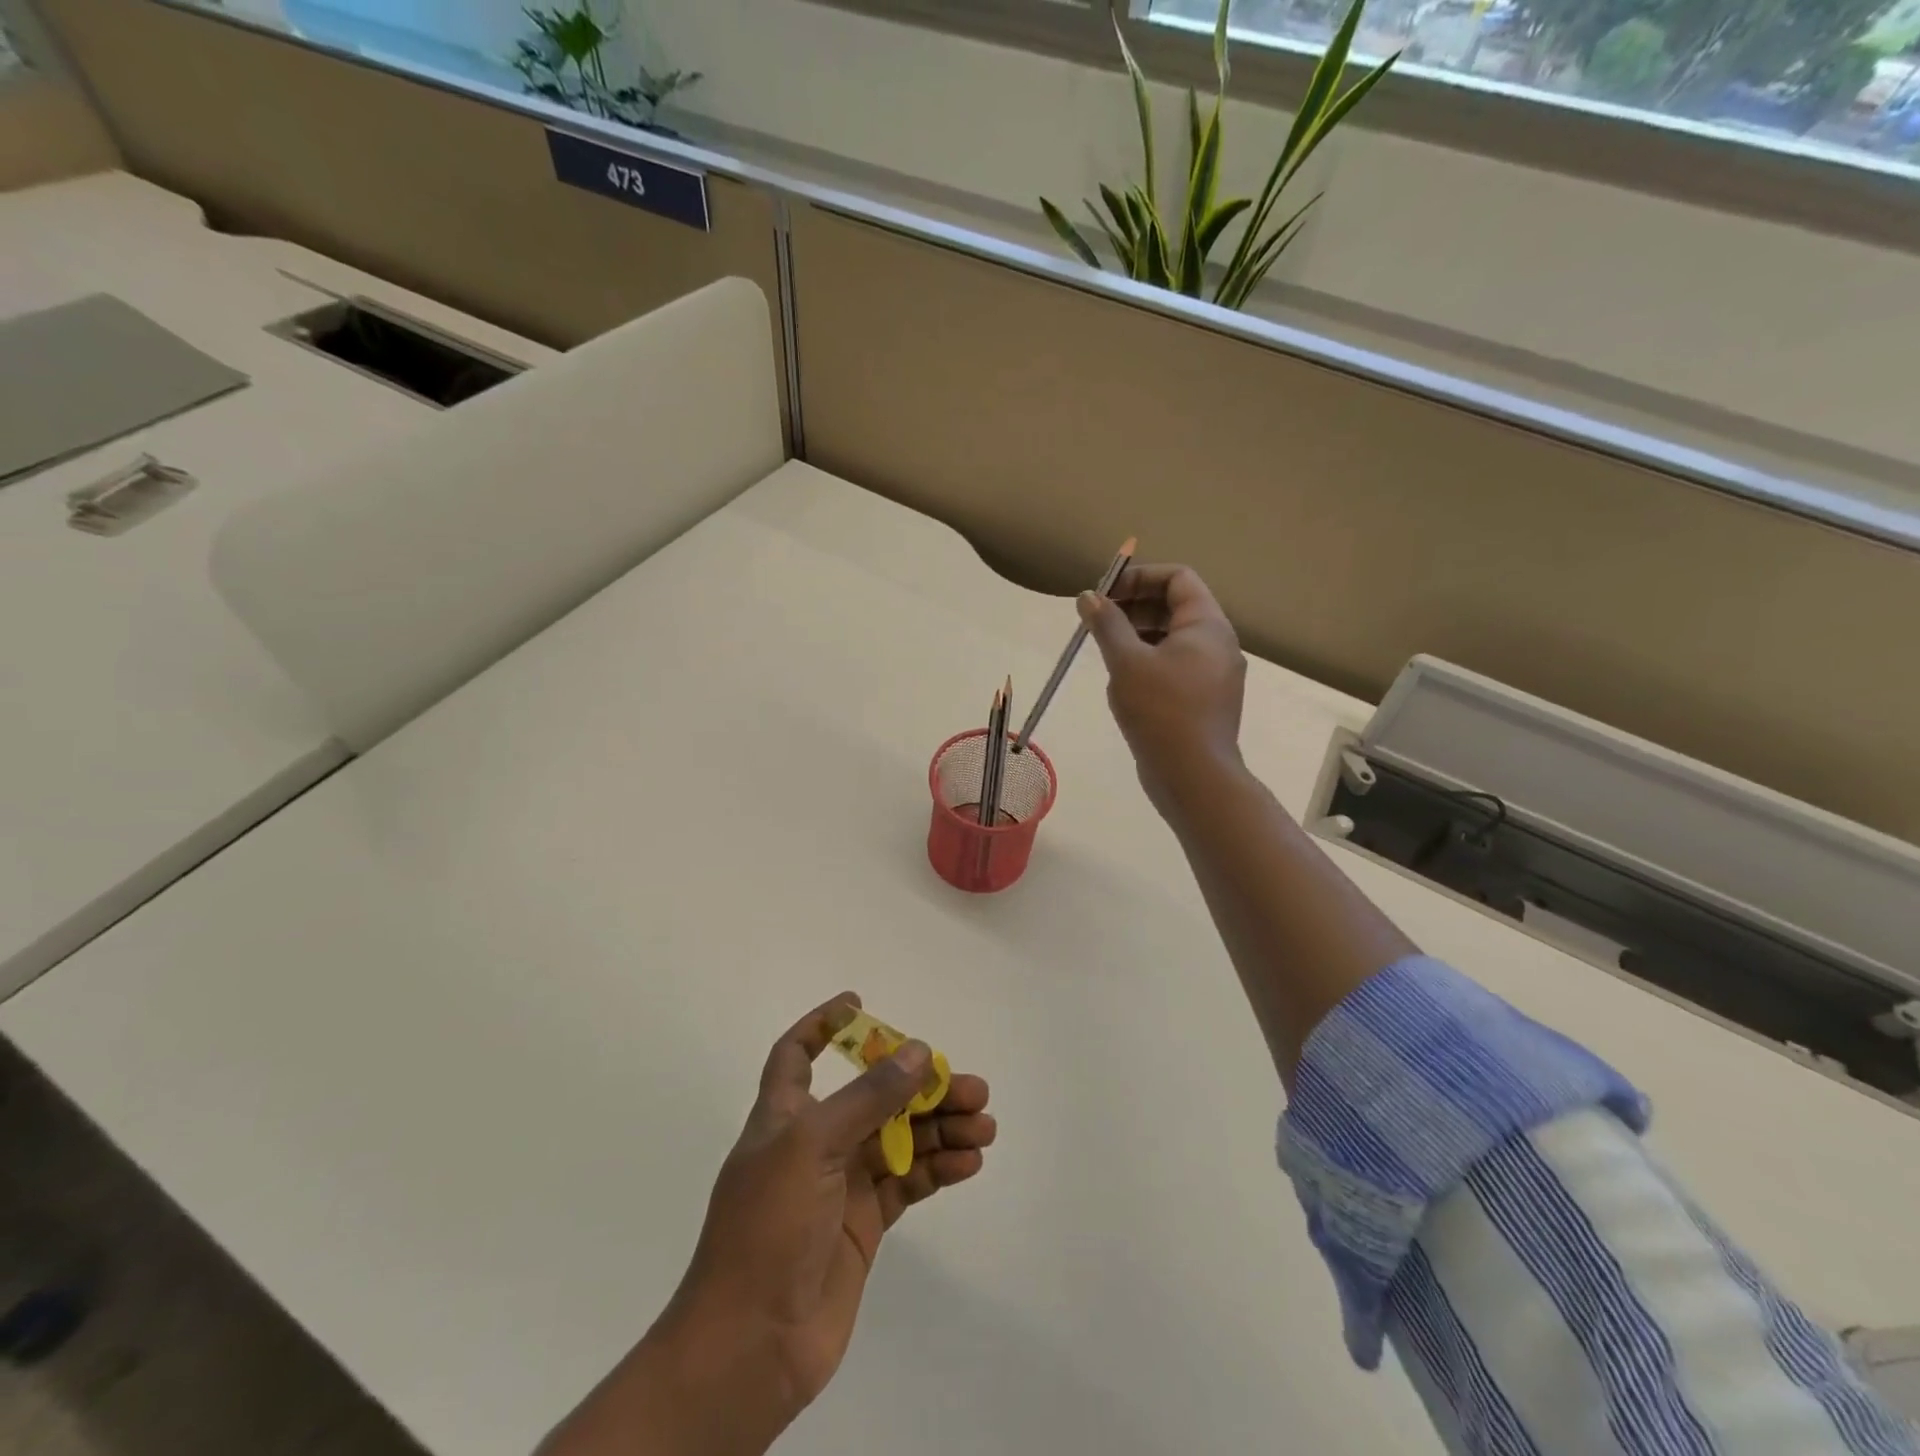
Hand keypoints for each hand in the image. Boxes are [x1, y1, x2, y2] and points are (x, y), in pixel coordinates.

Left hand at [541, 994, 994, 1455]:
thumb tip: (919, 1051)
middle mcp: (814, 1142)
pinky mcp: (863, 1224)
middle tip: (969, 1087)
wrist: (750, 1346)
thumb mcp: (814, 1145)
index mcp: (785, 1116)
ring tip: (984, 1126)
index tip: (859, 1003)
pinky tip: (969, 1161)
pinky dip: (938, 1168)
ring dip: (940, 1127)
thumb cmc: (768, 1226)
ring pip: (899, 1138)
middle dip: (918, 1086)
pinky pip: (908, 1181)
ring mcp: (840, 1185)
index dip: (822, 1026)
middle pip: (872, 1096)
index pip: (795, 1055)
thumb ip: (870, 1097)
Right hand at [1079, 564, 1247, 813]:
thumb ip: (1107, 624)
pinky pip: (1176, 667)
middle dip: (1134, 607)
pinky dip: (1149, 663)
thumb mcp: (1126, 662)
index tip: (1106, 593)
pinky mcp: (1205, 701)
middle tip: (1099, 622)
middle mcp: (1218, 644)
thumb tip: (1089, 597)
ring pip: (1174, 640)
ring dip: (1138, 636)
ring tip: (1107, 652)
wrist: (1194, 776)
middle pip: (1176, 607)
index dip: (1140, 577)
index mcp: (1207, 625)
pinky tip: (1124, 683)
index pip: (1177, 578)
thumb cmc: (1161, 711)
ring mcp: (1215, 675)